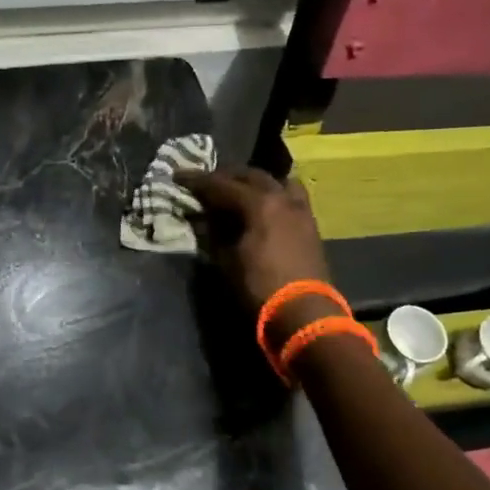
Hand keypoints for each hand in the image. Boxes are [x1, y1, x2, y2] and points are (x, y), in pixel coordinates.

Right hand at [177, 166, 332, 318]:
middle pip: (251, 176)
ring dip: (255, 182)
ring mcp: (300, 209)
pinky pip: (290, 196)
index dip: (198, 181)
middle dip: (226, 176)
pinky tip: (263, 206)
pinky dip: (273, 193)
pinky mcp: (310, 224)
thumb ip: (213, 234)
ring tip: (239, 190)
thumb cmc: (260, 288)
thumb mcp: (227, 262)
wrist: (304, 313)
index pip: (222, 185)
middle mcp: (282, 198)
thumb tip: (202, 219)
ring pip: (277, 181)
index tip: (178, 177)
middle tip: (206, 182)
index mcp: (260, 204)